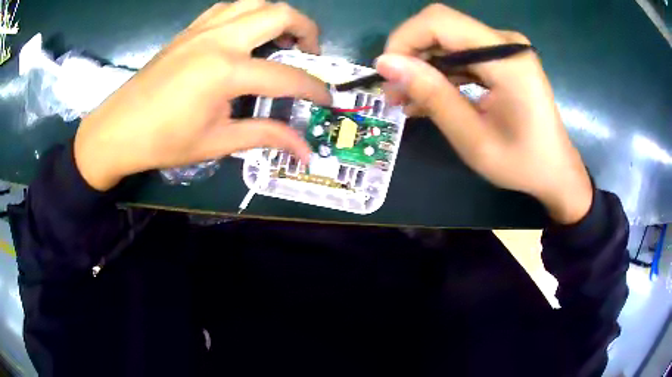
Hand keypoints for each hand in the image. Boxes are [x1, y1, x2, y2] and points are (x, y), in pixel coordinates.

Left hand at [74, 0, 330, 191]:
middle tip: (309, 52)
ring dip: (276, 16)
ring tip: (280, 39)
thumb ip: (265, 136)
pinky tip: (245, 34)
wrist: (118, 130)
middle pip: (279, 14)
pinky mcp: (190, 30)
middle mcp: (220, 39)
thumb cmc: (163, 142)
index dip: (314, 89)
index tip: (327, 99)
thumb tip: (304, 151)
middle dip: (306, 30)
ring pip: (254, 2)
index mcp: (226, 71)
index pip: (287, 76)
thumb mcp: (217, 142)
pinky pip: (228, 8)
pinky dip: (247, 14)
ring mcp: (202, 29)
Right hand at [375, 4, 591, 223]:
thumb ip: (432, 95)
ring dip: (424, 66)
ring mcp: (505, 48)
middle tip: (393, 92)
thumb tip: (386, 63)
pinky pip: (462, 54)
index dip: (405, 40)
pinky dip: (442, 73)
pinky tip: (428, 96)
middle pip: (442, 27)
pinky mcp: (503, 58)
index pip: (440, 22)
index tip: (388, 74)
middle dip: (411, 55)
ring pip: (448, 40)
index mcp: (506, 58)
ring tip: (405, 99)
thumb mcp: (472, 137)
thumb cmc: (521, 163)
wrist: (555, 170)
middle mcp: (506, 42)